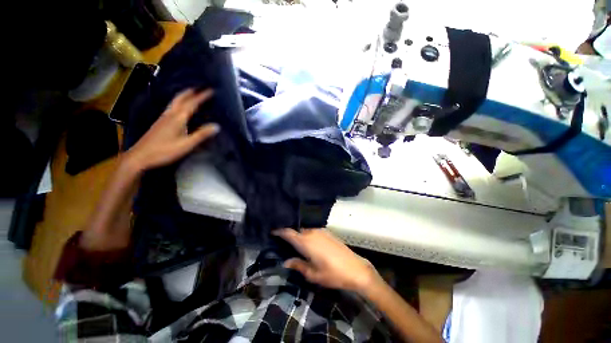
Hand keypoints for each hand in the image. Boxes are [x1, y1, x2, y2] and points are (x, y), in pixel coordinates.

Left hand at [125, 88, 219, 171]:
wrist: (140, 156)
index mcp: (178, 118)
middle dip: (190, 92)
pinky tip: (179, 107)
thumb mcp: (186, 144)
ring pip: (174, 102)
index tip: (210, 90)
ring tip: (191, 93)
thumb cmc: (165, 151)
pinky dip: (178, 103)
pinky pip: (171, 108)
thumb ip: (201, 135)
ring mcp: (163, 118)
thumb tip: (217, 126)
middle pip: (180, 99)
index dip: (201, 97)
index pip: (192, 104)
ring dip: (183, 96)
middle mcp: (170, 115)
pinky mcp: (160, 123)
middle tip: (199, 87)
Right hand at [273, 228, 380, 293]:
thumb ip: (298, 265)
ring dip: (298, 233)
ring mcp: (321, 231)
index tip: (272, 230)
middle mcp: (312, 232)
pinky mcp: (327, 232)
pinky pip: (312, 231)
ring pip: (305, 229)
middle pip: (296, 229)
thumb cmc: (332, 274)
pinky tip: (307, 241)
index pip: (289, 232)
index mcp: (306, 242)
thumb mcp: (313, 274)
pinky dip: (307, 234)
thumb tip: (286, 261)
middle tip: (282, 239)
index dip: (279, 230)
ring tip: (293, 241)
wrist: (355, 268)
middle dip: (288, 232)